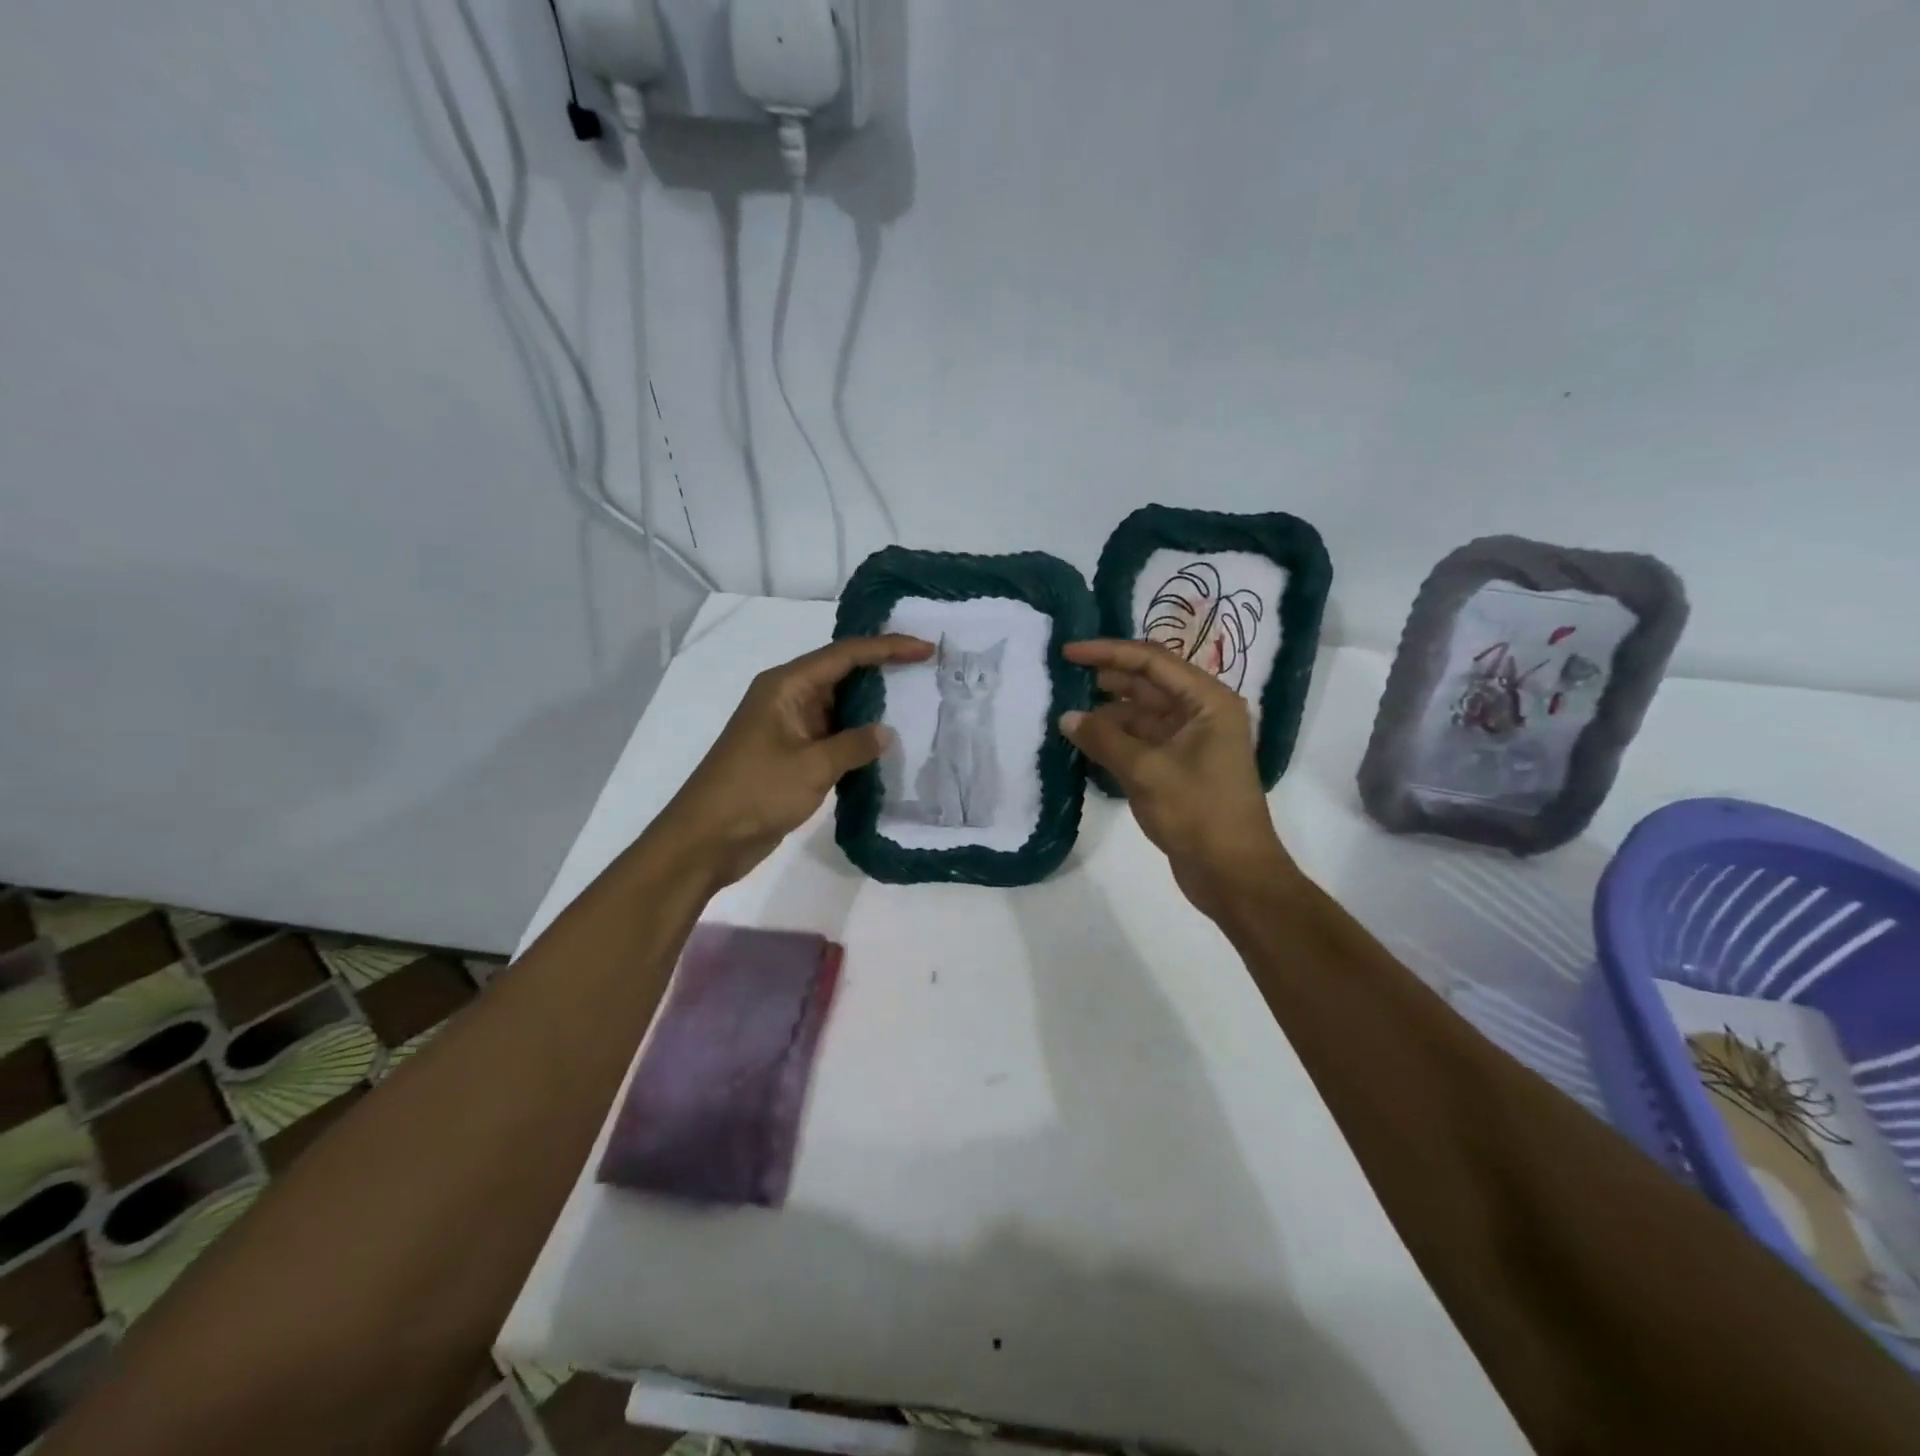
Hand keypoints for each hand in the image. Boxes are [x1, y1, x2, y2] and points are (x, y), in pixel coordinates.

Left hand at [653, 635, 933, 888]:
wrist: (705, 840)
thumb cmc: (754, 793)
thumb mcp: (811, 766)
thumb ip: (854, 745)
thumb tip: (886, 732)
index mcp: (786, 686)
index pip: (845, 655)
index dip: (888, 648)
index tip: (925, 650)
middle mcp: (787, 698)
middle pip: (842, 673)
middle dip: (883, 671)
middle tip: (926, 671)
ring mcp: (788, 727)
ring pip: (838, 706)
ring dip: (872, 707)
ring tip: (917, 704)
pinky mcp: (791, 755)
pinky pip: (832, 735)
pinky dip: (857, 737)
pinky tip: (886, 745)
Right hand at [1060, 640, 1295, 917]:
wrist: (1233, 874)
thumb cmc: (1198, 813)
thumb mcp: (1146, 771)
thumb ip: (1104, 739)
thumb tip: (1066, 717)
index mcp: (1207, 701)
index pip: (1152, 660)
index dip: (1108, 652)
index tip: (1068, 651)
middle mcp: (1201, 713)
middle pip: (1148, 683)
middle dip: (1106, 679)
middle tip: (1062, 677)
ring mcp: (1190, 741)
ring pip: (1141, 714)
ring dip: (1107, 713)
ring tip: (1066, 712)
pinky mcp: (1178, 767)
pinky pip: (1141, 740)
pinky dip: (1115, 739)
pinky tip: (1085, 741)